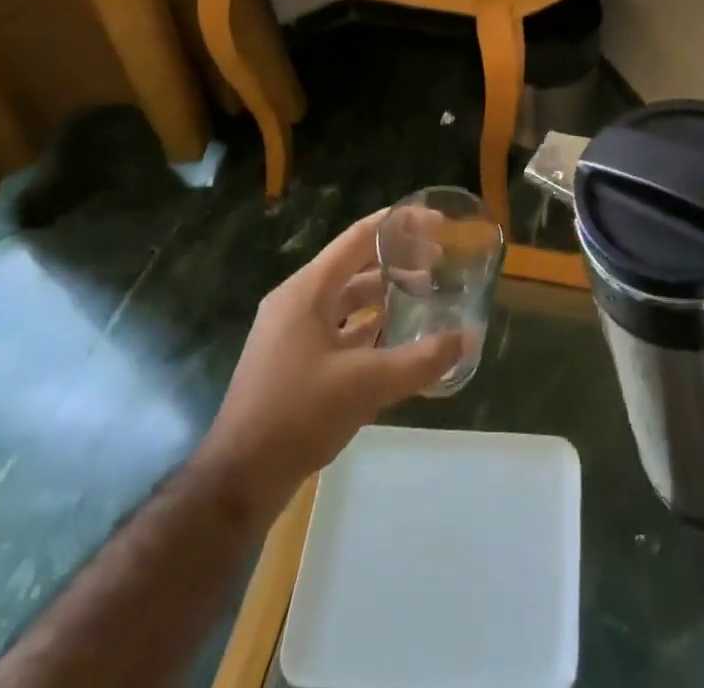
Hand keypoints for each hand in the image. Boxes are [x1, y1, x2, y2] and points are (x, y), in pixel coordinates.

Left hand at [199, 210, 463, 521]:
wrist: (238, 481)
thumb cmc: (298, 415)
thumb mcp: (366, 385)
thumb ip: (420, 361)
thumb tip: (466, 339)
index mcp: (307, 291)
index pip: (359, 238)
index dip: (399, 225)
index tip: (436, 222)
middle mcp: (297, 302)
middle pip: (354, 266)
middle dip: (397, 262)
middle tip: (438, 265)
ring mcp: (290, 333)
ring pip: (345, 299)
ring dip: (383, 295)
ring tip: (423, 297)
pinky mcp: (292, 362)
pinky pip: (337, 328)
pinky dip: (367, 326)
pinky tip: (394, 339)